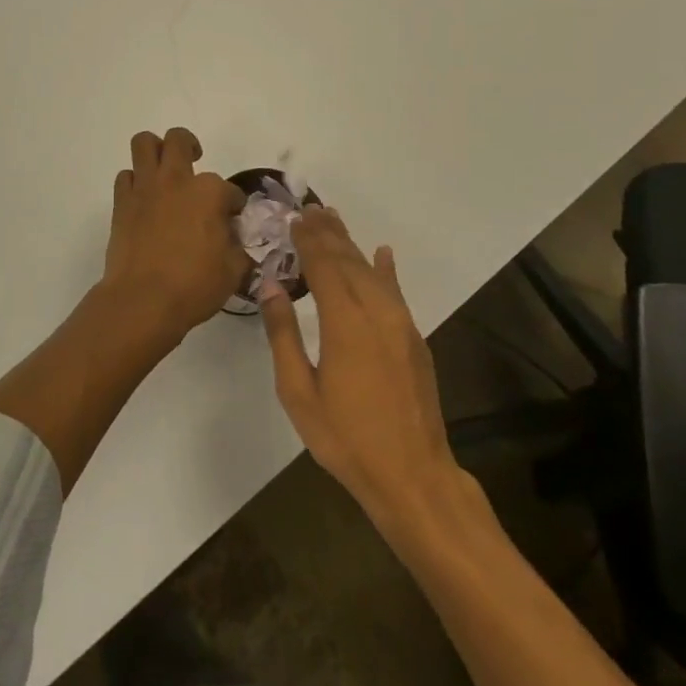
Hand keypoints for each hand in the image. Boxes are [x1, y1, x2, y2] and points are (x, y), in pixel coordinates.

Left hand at [102, 128, 246, 345]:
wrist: (143, 300)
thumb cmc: (194, 286)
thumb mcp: (233, 271)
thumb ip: (238, 248)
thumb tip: (233, 239)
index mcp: (209, 192)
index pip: (230, 190)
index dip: (234, 204)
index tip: (233, 219)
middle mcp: (176, 180)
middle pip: (179, 140)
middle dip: (190, 146)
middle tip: (194, 162)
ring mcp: (145, 188)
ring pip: (144, 143)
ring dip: (155, 150)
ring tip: (164, 169)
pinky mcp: (122, 202)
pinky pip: (126, 176)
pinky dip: (135, 182)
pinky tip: (144, 199)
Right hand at [261, 207, 468, 530]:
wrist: (413, 476)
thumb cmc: (346, 438)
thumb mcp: (299, 392)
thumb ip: (283, 334)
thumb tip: (270, 284)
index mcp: (344, 322)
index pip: (323, 266)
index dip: (308, 240)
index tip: (294, 218)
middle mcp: (376, 312)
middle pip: (348, 260)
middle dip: (328, 233)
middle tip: (310, 208)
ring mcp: (400, 323)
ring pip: (372, 271)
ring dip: (351, 244)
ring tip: (333, 220)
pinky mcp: (414, 338)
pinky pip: (396, 291)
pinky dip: (387, 269)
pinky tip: (383, 253)